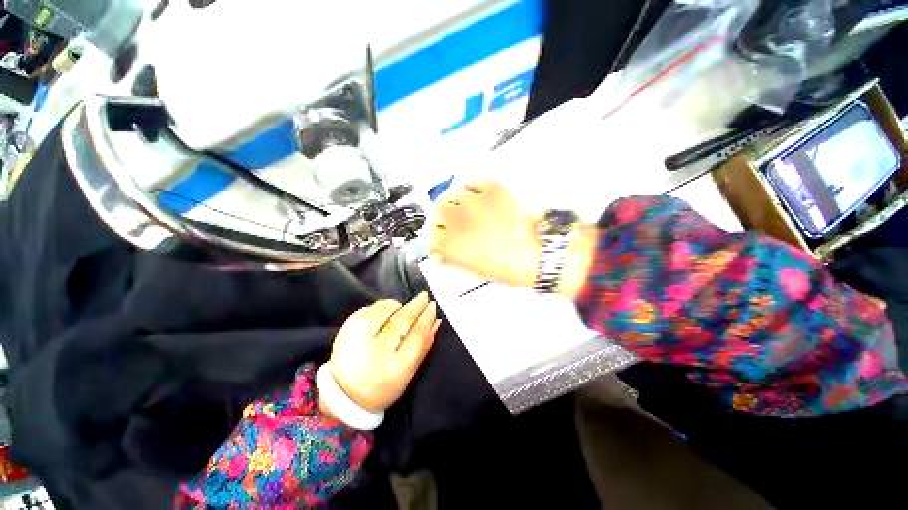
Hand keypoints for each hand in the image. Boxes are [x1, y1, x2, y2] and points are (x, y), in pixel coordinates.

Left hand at [325, 292, 440, 414]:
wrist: (344, 396)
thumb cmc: (384, 386)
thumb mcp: (408, 373)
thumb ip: (424, 345)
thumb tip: (436, 320)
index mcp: (395, 367)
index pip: (416, 335)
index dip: (426, 318)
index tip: (432, 305)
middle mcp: (376, 351)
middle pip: (401, 320)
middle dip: (415, 305)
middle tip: (423, 296)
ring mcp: (357, 340)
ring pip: (383, 310)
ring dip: (396, 305)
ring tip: (401, 308)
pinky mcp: (344, 331)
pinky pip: (366, 310)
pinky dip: (378, 307)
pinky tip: (384, 312)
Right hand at [430, 181, 540, 287]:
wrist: (538, 253)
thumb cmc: (509, 267)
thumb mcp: (475, 269)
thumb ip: (454, 256)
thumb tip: (445, 250)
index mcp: (452, 244)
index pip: (431, 235)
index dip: (435, 236)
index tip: (440, 237)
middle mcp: (458, 220)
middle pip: (438, 210)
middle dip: (443, 217)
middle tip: (452, 221)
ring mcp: (475, 202)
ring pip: (452, 194)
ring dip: (455, 201)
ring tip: (465, 208)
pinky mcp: (492, 190)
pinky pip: (473, 182)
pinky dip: (472, 187)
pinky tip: (477, 196)